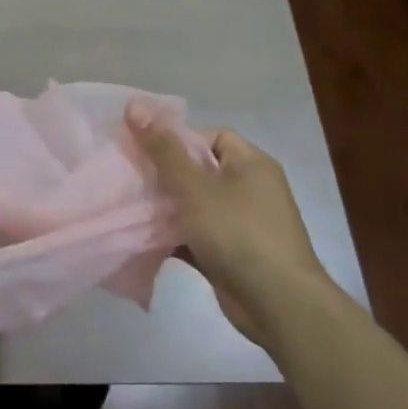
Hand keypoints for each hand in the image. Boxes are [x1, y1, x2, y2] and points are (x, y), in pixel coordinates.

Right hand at [126, 104, 330, 339]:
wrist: (277, 303)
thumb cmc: (238, 233)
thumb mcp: (195, 187)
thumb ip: (163, 149)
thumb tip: (134, 105)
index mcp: (251, 163)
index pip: (212, 136)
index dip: (178, 140)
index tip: (146, 152)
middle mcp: (250, 189)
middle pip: (200, 170)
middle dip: (164, 175)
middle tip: (130, 179)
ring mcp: (242, 224)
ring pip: (195, 205)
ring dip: (166, 208)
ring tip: (130, 207)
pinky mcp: (232, 254)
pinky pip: (197, 235)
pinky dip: (174, 237)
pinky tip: (144, 239)